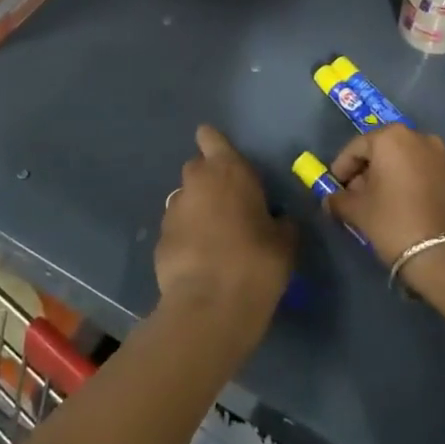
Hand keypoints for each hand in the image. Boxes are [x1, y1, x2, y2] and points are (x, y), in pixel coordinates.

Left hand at [156, 126, 296, 326]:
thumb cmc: (257, 262)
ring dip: (197, 211)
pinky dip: (186, 239)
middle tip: (229, 207)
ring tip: (214, 240)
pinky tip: (200, 262)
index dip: (214, 144)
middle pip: (197, 168)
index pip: (210, 137)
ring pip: (185, 200)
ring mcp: (173, 210)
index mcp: (228, 170)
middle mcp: (196, 181)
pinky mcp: (160, 240)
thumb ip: (280, 222)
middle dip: (209, 181)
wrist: (210, 307)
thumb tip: (278, 220)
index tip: (225, 159)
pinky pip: (176, 230)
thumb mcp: (285, 241)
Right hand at [327, 125, 444, 278]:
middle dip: (364, 173)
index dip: (341, 169)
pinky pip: (421, 173)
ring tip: (377, 206)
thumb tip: (329, 200)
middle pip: (381, 151)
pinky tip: (401, 208)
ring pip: (403, 162)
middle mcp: (418, 137)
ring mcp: (441, 156)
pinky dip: (407, 184)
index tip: (333, 189)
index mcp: (392, 137)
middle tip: (354, 198)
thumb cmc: (396, 223)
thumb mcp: (359, 212)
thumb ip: (338, 200)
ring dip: (386, 179)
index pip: (355, 147)